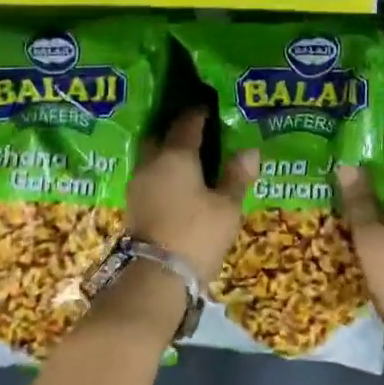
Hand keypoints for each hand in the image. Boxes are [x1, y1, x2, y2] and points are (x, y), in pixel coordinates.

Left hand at [126, 108, 255, 285]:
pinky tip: (178, 182)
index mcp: (176, 154)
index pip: (188, 122)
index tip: (213, 107)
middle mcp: (152, 161)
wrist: (154, 278)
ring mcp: (138, 183)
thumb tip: (250, 150)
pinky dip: (163, 172)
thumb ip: (237, 176)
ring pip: (153, 155)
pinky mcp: (133, 203)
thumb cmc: (196, 235)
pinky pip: (150, 175)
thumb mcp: (227, 207)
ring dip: (169, 151)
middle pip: (163, 134)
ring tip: (192, 157)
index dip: (202, 112)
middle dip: (179, 129)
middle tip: (201, 131)